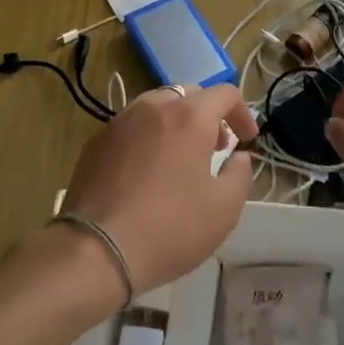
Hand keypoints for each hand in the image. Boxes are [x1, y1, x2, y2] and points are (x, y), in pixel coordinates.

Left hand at [60, 84, 259, 296]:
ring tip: (180, 157)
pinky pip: (132, 126)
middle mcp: (154, 107)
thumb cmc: (170, 228)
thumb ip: (241, 174)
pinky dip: (148, 136)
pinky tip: (147, 171)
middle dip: (209, 115)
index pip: (225, 93)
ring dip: (176, 122)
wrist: (96, 250)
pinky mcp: (97, 141)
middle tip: (216, 148)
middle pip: (189, 94)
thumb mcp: (224, 209)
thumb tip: (238, 158)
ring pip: (157, 106)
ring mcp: (120, 122)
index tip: (247, 141)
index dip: (242, 113)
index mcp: (190, 116)